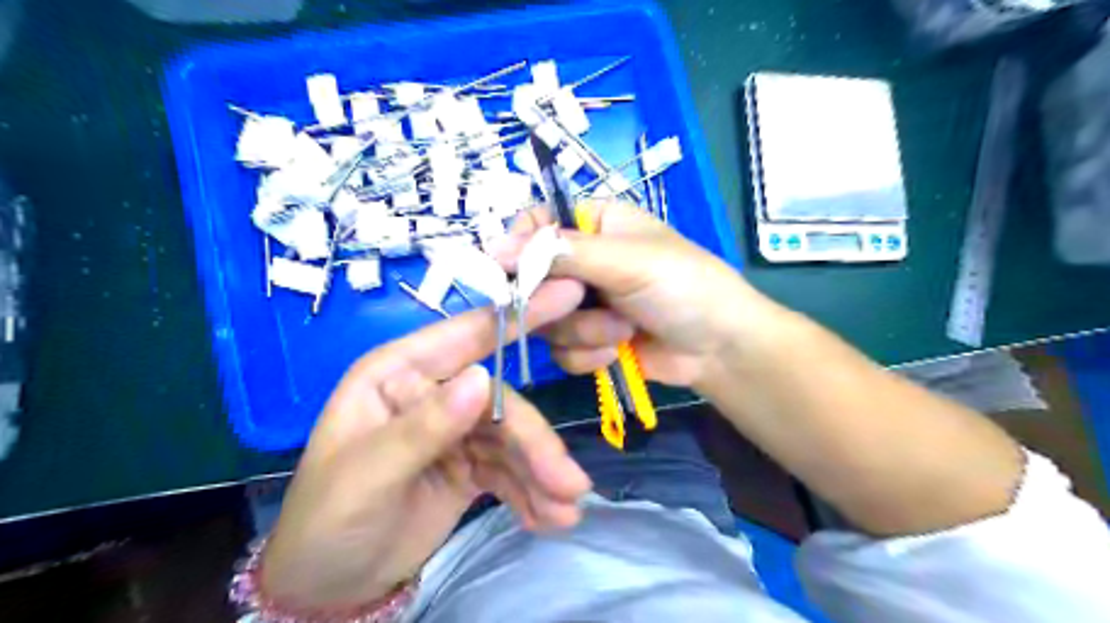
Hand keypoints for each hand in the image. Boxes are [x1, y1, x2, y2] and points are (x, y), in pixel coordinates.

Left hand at [260, 282, 594, 612]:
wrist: (326, 586)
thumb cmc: (326, 519)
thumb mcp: (368, 474)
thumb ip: (424, 426)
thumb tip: (483, 377)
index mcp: (400, 373)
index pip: (468, 334)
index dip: (521, 315)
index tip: (571, 294)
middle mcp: (433, 392)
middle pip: (502, 403)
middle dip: (536, 443)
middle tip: (571, 484)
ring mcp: (455, 429)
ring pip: (512, 440)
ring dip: (542, 475)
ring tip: (566, 511)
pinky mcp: (470, 465)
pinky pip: (510, 471)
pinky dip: (531, 493)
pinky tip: (548, 519)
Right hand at [500, 201, 784, 391]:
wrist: (719, 349)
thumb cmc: (683, 288)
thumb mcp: (627, 261)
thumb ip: (562, 252)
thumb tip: (493, 246)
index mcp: (594, 225)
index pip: (534, 224)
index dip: (519, 249)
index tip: (512, 275)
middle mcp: (581, 261)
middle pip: (531, 278)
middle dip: (561, 301)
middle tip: (584, 302)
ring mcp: (582, 303)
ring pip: (545, 320)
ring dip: (584, 331)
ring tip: (623, 330)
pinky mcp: (587, 340)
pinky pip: (560, 350)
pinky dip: (588, 355)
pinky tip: (620, 352)